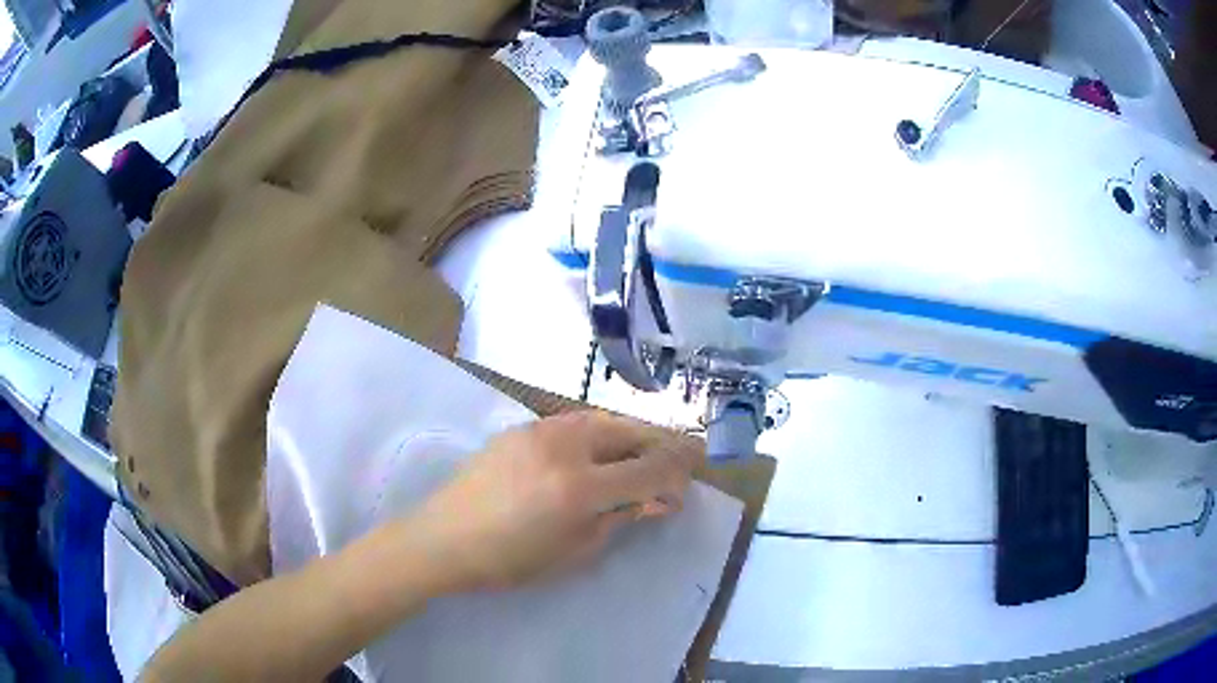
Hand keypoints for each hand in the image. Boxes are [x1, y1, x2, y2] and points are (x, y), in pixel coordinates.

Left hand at [404, 411, 700, 592]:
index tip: (698, 470)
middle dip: (662, 443)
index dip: (681, 469)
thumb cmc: (510, 560)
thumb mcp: (574, 551)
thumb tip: (657, 499)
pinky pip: (577, 421)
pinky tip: (600, 450)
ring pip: (605, 419)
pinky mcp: (522, 427)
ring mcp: (541, 430)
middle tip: (678, 459)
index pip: (651, 468)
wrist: (444, 538)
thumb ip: (620, 518)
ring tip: (642, 454)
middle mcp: (566, 447)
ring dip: (633, 434)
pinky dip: (602, 432)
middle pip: (632, 431)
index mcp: (581, 487)